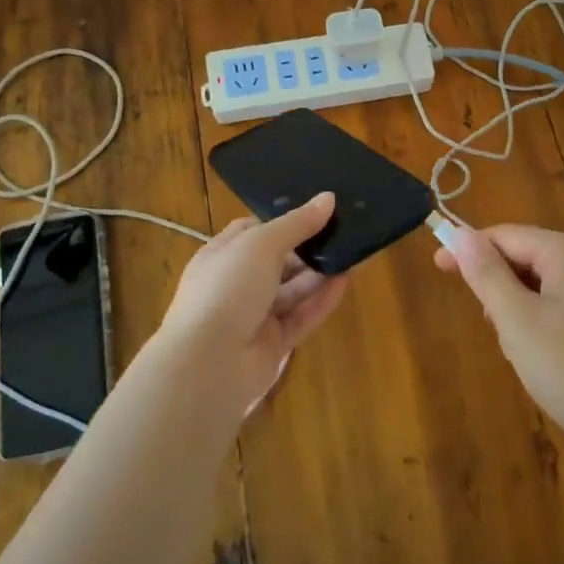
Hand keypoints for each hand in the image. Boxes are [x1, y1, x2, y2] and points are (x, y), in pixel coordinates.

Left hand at [150, 193, 348, 414]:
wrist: (209, 364)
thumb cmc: (228, 289)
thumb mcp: (262, 244)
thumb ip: (297, 223)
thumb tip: (328, 198)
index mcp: (222, 255)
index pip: (253, 231)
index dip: (283, 220)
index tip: (317, 210)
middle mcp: (236, 283)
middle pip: (278, 260)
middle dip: (308, 247)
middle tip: (344, 230)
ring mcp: (254, 316)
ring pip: (293, 290)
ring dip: (320, 273)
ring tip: (354, 253)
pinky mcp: (273, 344)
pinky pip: (302, 316)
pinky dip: (322, 300)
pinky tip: (346, 282)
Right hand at [436, 225, 563, 469]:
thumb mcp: (518, 322)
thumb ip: (486, 274)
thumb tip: (460, 233)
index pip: (505, 235)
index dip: (468, 250)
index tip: (436, 267)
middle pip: (523, 256)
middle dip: (499, 289)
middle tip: (494, 331)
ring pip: (540, 283)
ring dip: (518, 310)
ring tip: (522, 352)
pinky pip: (560, 302)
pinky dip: (541, 322)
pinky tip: (545, 358)